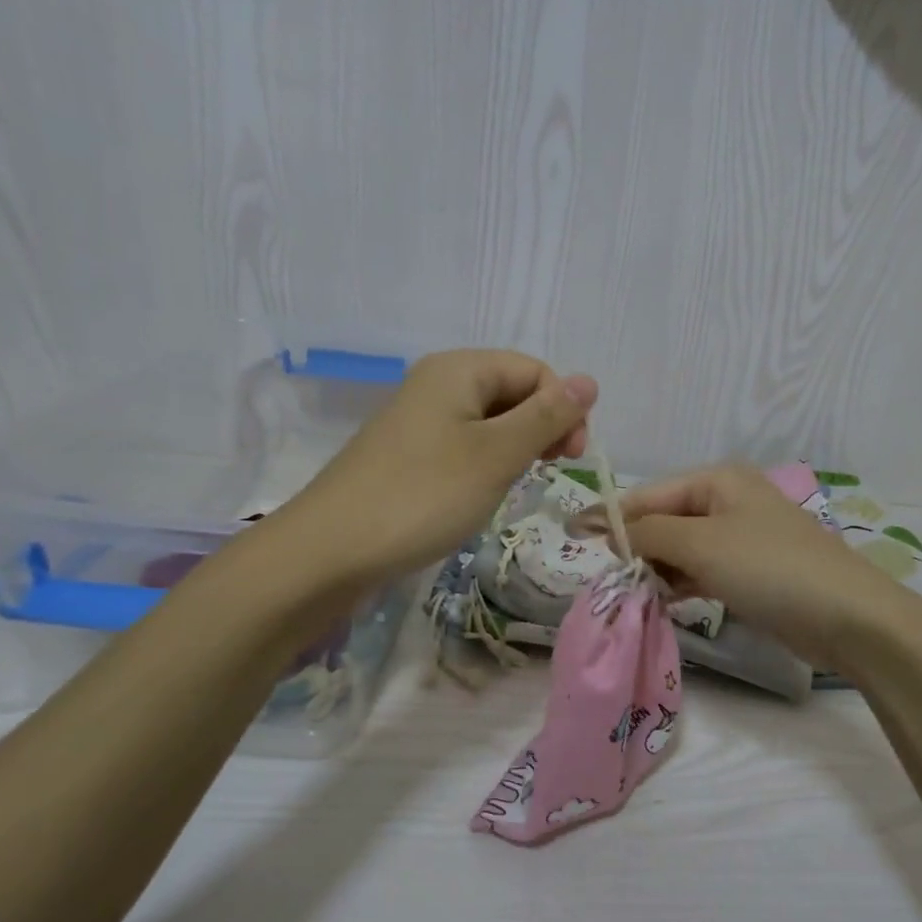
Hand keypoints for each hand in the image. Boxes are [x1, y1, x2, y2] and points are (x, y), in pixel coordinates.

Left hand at [287, 349, 596, 584]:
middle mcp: (438, 383)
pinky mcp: (408, 454)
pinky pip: (463, 445)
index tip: (570, 459)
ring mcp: (419, 419)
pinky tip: (481, 494)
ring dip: (514, 449)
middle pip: (512, 391)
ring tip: (512, 486)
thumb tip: (590, 381)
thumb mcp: (497, 455)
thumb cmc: (424, 496)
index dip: (563, 409)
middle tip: (546, 473)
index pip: (535, 371)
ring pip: (490, 422)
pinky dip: (485, 464)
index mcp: (459, 369)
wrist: (331, 551)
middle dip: (540, 428)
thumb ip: (547, 417)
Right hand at [620, 464, 909, 671]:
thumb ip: (648, 533)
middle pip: (665, 520)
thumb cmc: (769, 567)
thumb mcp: (701, 544)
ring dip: (657, 570)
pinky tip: (664, 602)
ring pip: (682, 549)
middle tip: (611, 578)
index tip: (574, 540)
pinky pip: (702, 571)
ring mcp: (741, 538)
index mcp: (717, 481)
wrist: (847, 617)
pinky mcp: (750, 573)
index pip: (650, 494)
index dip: (612, 517)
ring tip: (634, 594)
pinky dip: (681, 584)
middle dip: (638, 547)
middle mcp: (728, 502)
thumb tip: (607, 529)